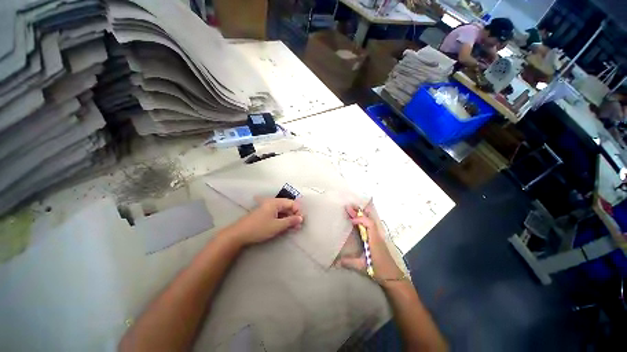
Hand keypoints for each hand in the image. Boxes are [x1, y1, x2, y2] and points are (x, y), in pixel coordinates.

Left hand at [229, 198, 302, 246]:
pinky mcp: (265, 214)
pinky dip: (282, 220)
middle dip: (294, 215)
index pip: (292, 203)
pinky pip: (277, 214)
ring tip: (293, 228)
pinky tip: (285, 226)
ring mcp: (268, 208)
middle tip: (298, 226)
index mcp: (275, 202)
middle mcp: (272, 203)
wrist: (239, 234)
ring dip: (289, 218)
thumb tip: (301, 218)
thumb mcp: (277, 226)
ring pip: (282, 211)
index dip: (298, 211)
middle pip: (287, 206)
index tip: (301, 221)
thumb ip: (290, 221)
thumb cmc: (259, 228)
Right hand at [338, 205, 404, 284]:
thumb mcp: (362, 266)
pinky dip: (364, 218)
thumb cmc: (379, 269)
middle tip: (348, 207)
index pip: (369, 224)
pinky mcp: (377, 238)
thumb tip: (335, 262)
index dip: (360, 219)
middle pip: (369, 219)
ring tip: (353, 208)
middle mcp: (376, 235)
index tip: (351, 220)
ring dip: (362, 214)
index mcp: (374, 240)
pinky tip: (359, 217)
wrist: (393, 276)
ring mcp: (377, 236)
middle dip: (359, 212)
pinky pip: (370, 224)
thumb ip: (349, 262)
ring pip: (371, 220)